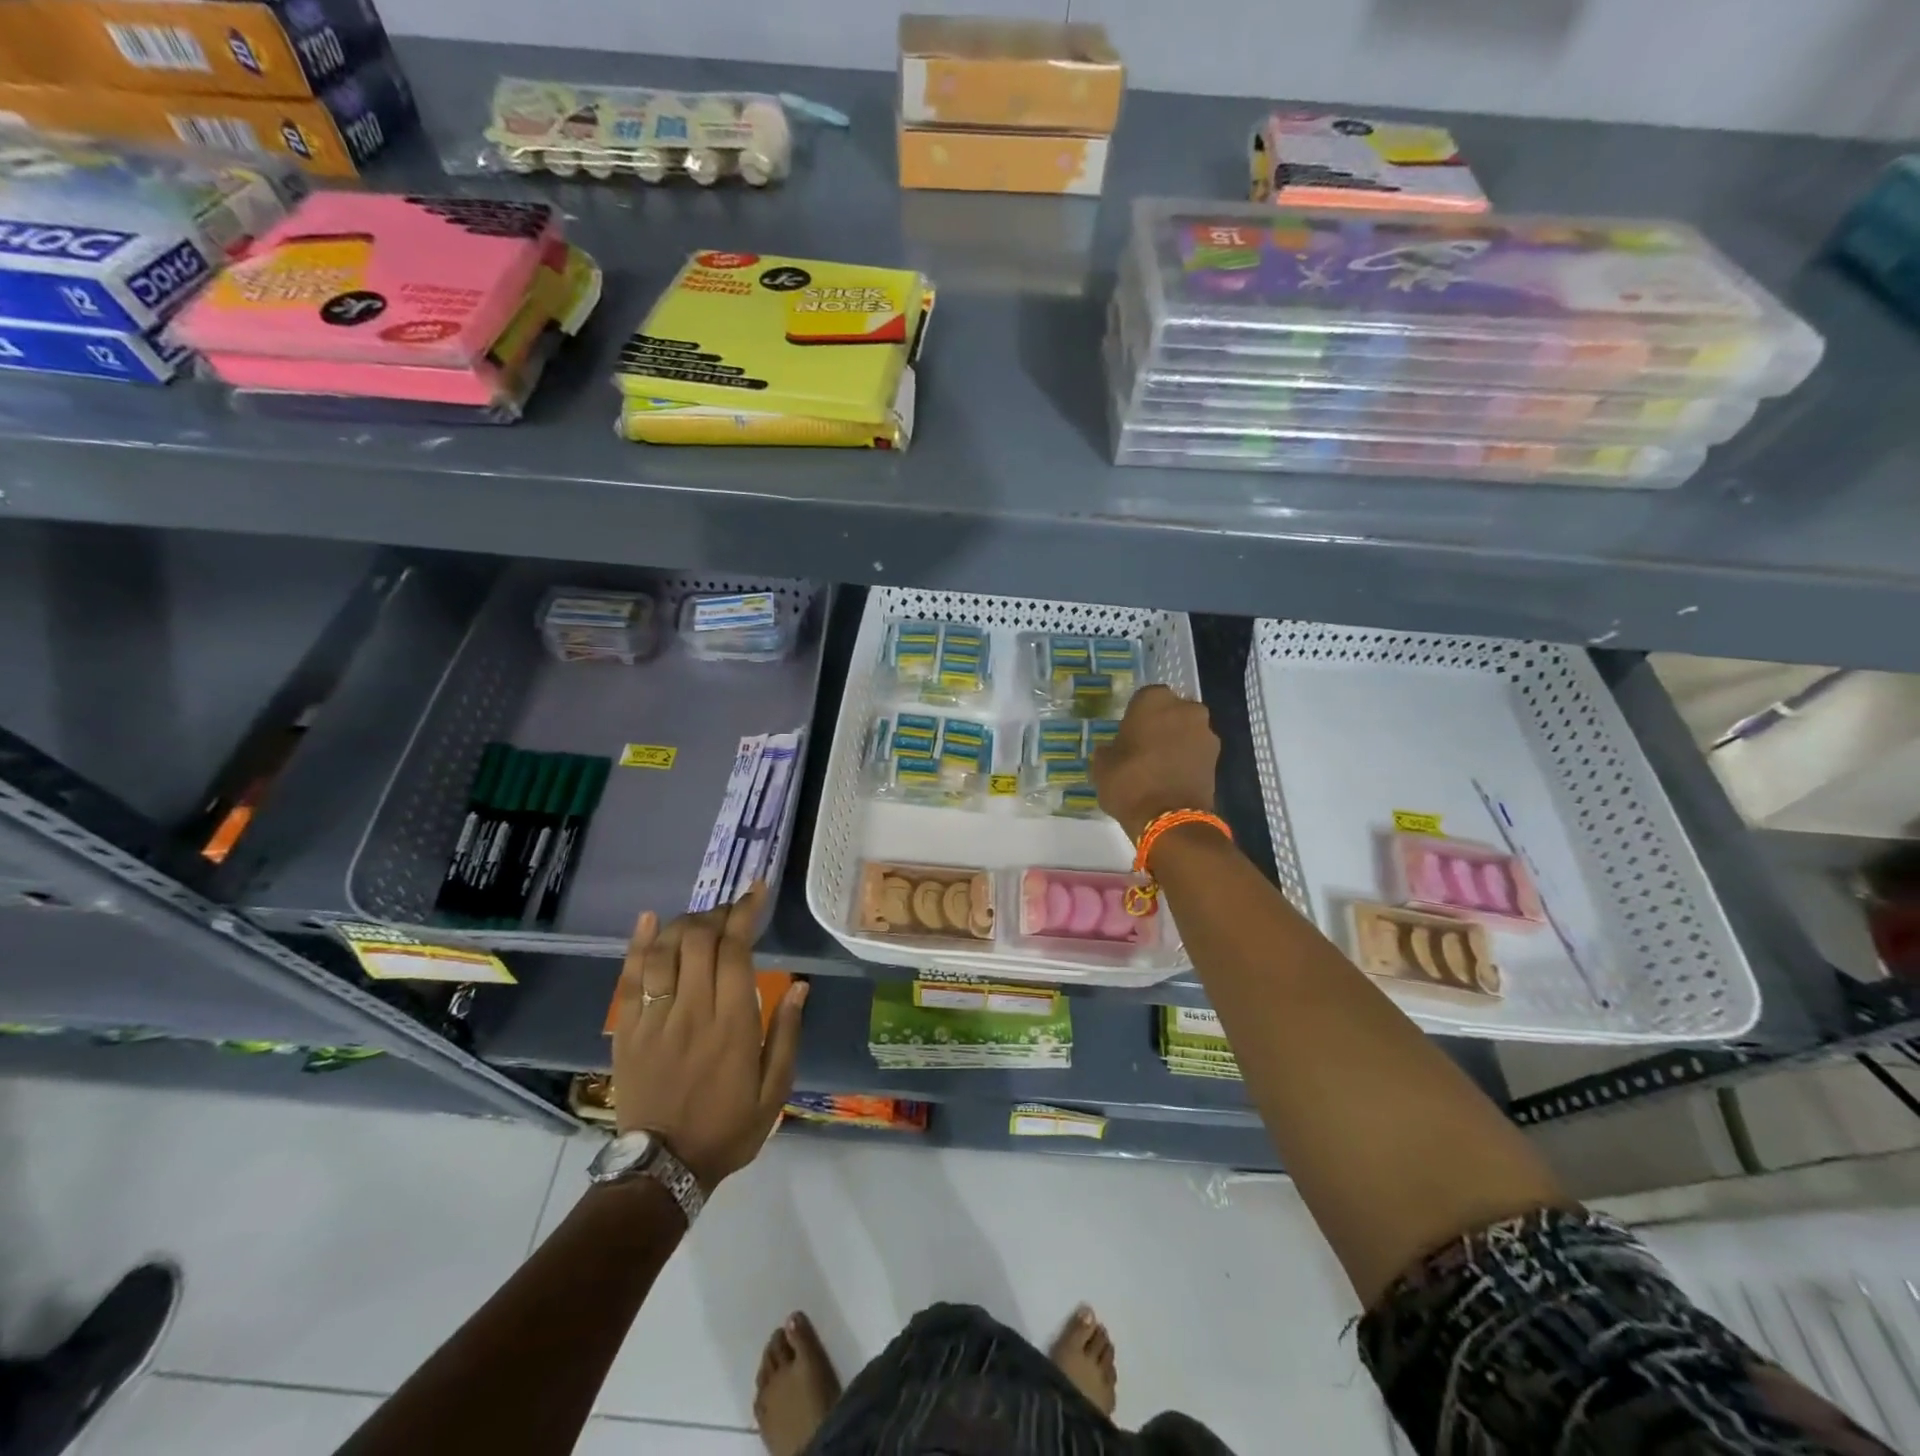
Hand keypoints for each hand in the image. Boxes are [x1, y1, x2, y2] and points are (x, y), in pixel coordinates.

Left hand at [609, 884, 806, 1190]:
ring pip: (664, 951)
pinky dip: (638, 944)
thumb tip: (801, 986)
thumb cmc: (728, 1128)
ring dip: (684, 923)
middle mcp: (692, 1011)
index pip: (736, 950)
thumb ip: (787, 1034)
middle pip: (699, 941)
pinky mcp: (627, 1030)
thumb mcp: (775, 1090)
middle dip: (717, 914)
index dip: (745, 913)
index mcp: (733, 1023)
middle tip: (731, 911)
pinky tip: (649, 920)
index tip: (756, 891)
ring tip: (700, 919)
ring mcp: (655, 1019)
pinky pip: (628, 978)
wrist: (663, 1169)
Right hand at [1091, 685, 1219, 841]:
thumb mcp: (1102, 765)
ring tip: (1160, 764)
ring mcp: (1206, 731)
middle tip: (1144, 746)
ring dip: (1177, 740)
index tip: (1128, 733)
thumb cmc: (1129, 783)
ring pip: (1187, 729)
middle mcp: (1185, 708)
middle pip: (1171, 710)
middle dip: (1160, 724)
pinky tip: (1173, 776)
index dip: (1135, 716)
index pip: (1143, 698)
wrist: (1169, 818)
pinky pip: (1196, 750)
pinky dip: (1187, 758)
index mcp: (1153, 700)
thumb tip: (1114, 749)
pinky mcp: (1217, 756)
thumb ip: (1109, 749)